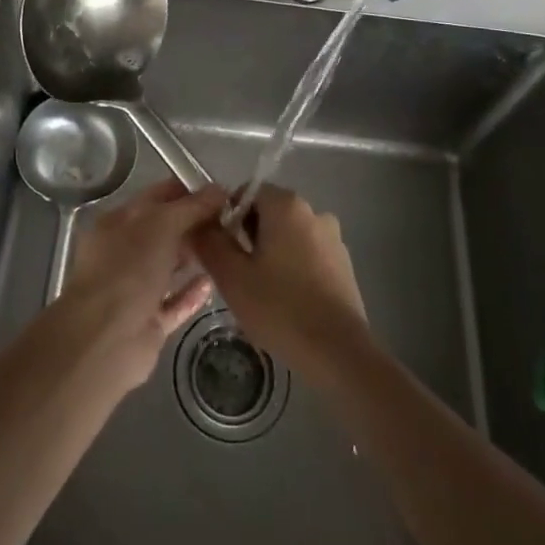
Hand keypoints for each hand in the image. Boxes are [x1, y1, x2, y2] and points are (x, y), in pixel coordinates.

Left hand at [58, 179, 227, 392]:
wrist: (105, 340)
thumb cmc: (129, 269)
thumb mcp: (161, 225)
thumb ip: (191, 207)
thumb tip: (219, 190)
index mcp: (119, 222)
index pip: (157, 197)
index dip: (188, 192)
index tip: (222, 193)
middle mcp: (125, 253)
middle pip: (165, 231)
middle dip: (195, 224)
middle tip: (233, 221)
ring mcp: (136, 289)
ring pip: (170, 267)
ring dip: (195, 257)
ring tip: (229, 248)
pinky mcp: (148, 322)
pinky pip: (175, 302)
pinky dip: (192, 293)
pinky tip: (214, 283)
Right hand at [191, 185, 367, 377]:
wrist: (338, 352)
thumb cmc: (280, 308)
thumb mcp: (232, 277)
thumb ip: (210, 242)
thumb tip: (199, 222)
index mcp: (287, 205)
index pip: (248, 192)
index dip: (229, 217)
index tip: (222, 250)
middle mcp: (313, 211)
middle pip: (269, 213)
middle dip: (249, 237)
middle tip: (238, 275)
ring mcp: (333, 238)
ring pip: (289, 236)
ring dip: (272, 254)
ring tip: (261, 293)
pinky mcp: (344, 264)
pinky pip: (309, 255)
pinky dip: (294, 268)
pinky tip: (288, 302)